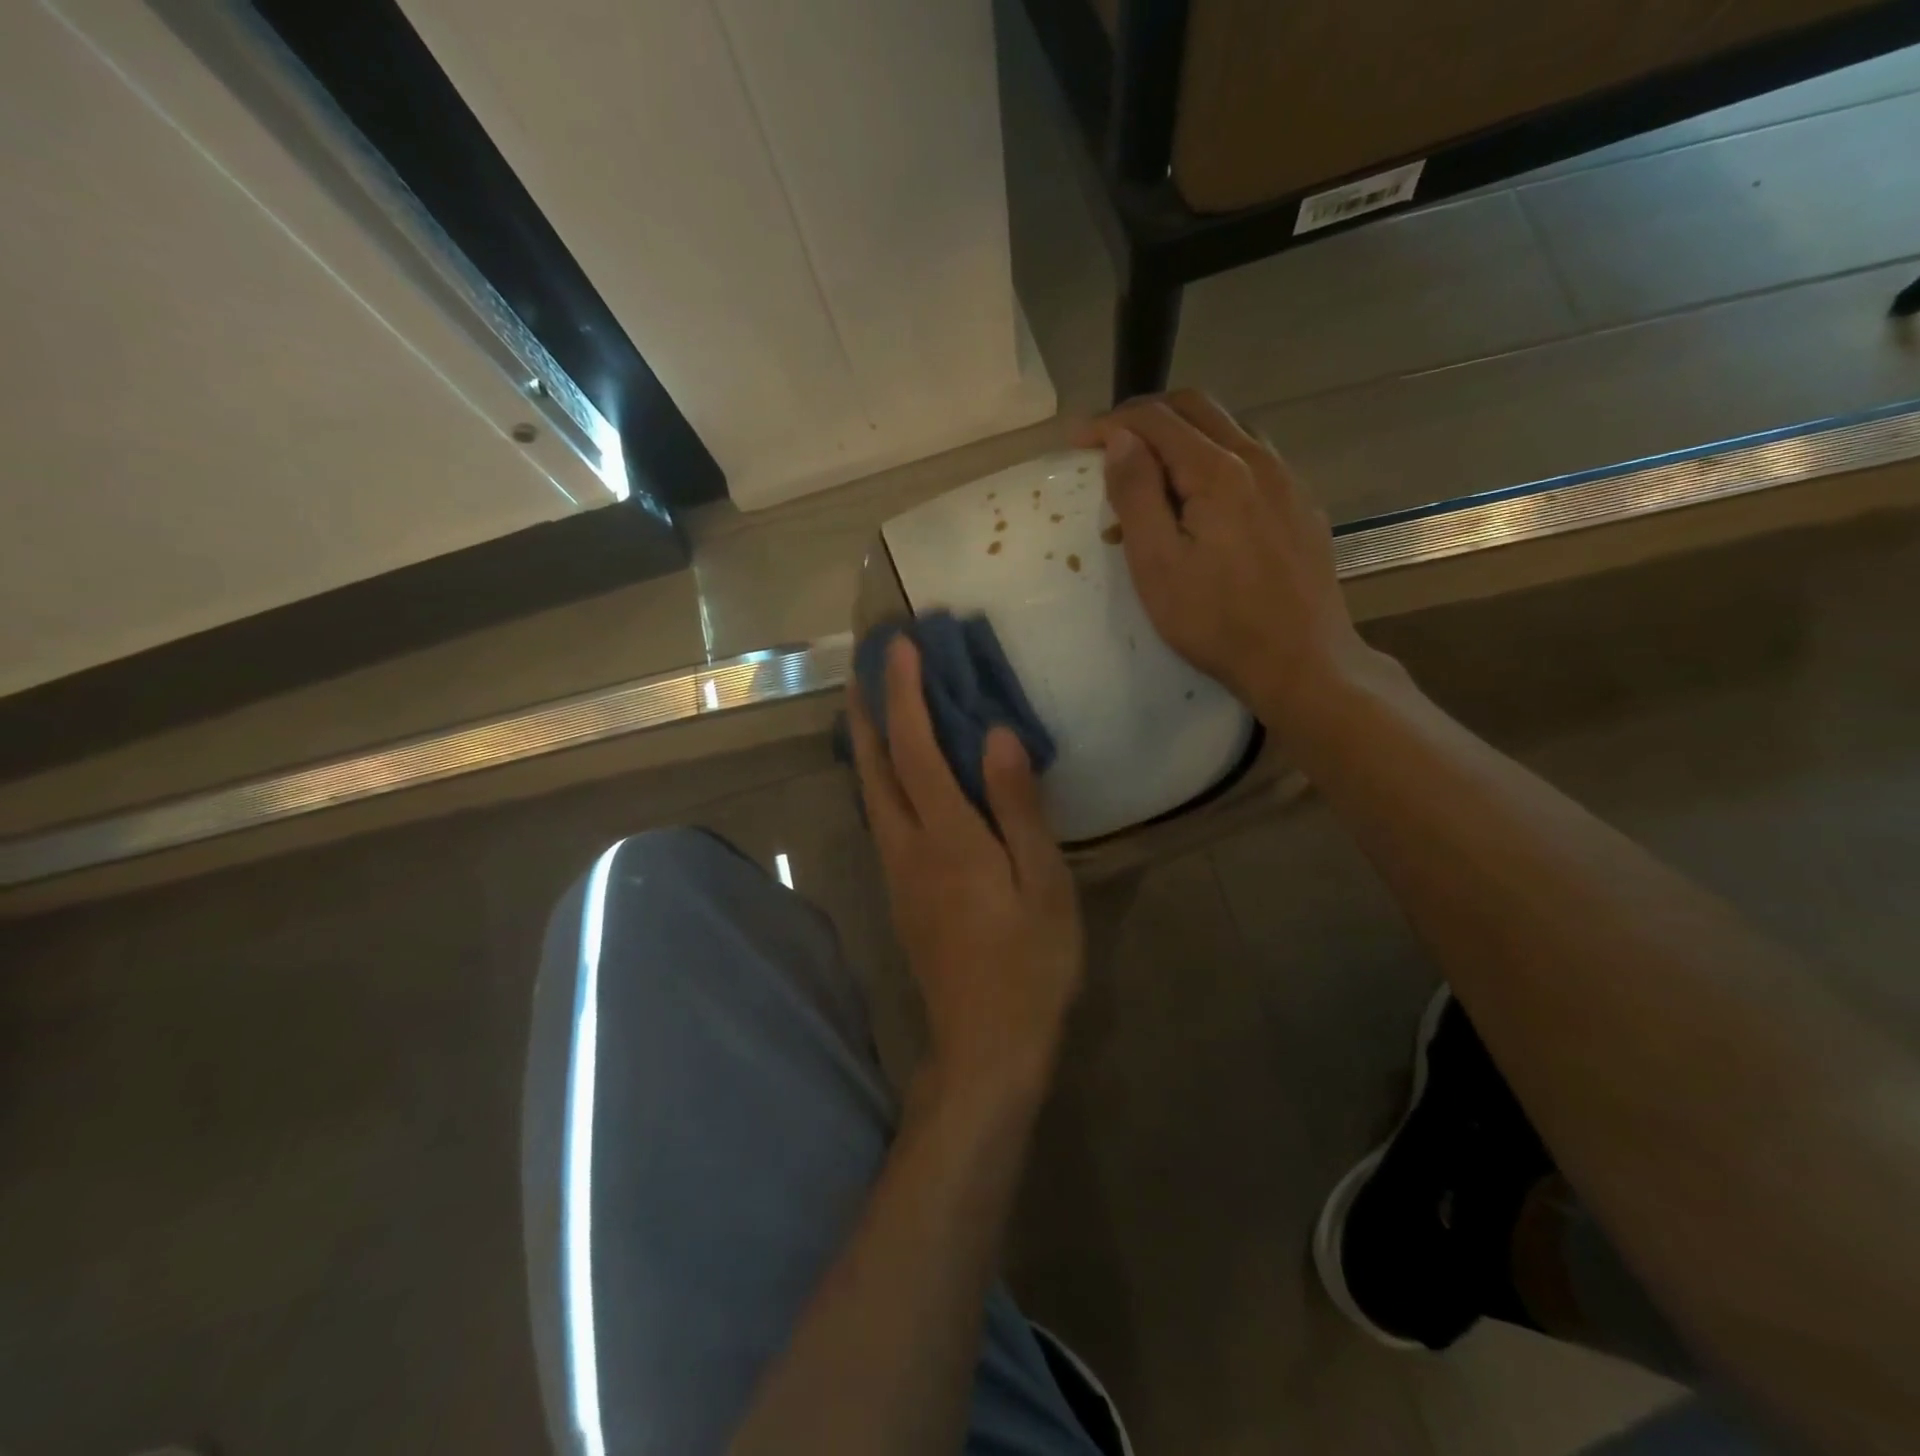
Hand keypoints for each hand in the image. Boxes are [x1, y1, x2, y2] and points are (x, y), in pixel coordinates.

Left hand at [846, 638, 1083, 1106]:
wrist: (985, 1044)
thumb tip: (998, 736)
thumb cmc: (1029, 964)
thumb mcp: (1043, 884)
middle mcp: (907, 846)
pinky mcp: (899, 893)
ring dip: (865, 742)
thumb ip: (1018, 807)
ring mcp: (896, 872)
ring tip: (868, 705)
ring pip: (869, 792)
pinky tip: (890, 775)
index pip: (916, 748)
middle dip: (866, 710)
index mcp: (947, 837)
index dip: (905, 693)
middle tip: (864, 664)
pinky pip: (880, 816)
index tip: (900, 646)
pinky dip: (877, 777)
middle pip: (874, 765)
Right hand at [1076, 390, 1379, 740]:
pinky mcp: (1301, 507)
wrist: (1302, 661)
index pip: (1157, 421)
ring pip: (1229, 429)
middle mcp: (1259, 460)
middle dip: (1147, 416)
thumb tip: (1120, 439)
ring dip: (1183, 435)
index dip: (1111, 422)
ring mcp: (1288, 481)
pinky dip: (1214, 460)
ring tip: (1151, 472)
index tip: (1077, 439)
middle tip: (1109, 442)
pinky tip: (1202, 500)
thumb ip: (1136, 495)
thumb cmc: (1216, 621)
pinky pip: (1253, 460)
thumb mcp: (1157, 564)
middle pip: (1197, 408)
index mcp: (1218, 471)